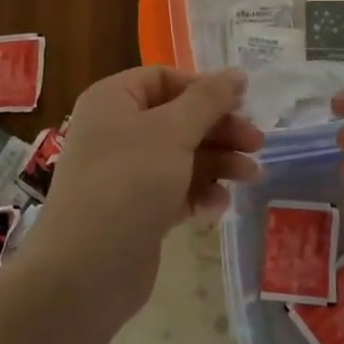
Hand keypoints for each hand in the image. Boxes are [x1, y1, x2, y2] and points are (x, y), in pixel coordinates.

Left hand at [29, 67, 262, 316]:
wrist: (87, 269)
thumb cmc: (129, 182)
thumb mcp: (173, 131)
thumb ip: (209, 100)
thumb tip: (237, 74)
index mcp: (113, 100)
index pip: (163, 79)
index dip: (203, 89)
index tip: (240, 105)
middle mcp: (115, 131)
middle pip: (178, 118)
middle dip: (219, 130)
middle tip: (257, 144)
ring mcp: (125, 173)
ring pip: (181, 156)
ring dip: (217, 163)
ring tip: (251, 177)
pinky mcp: (136, 210)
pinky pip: (174, 190)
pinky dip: (198, 193)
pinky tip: (217, 207)